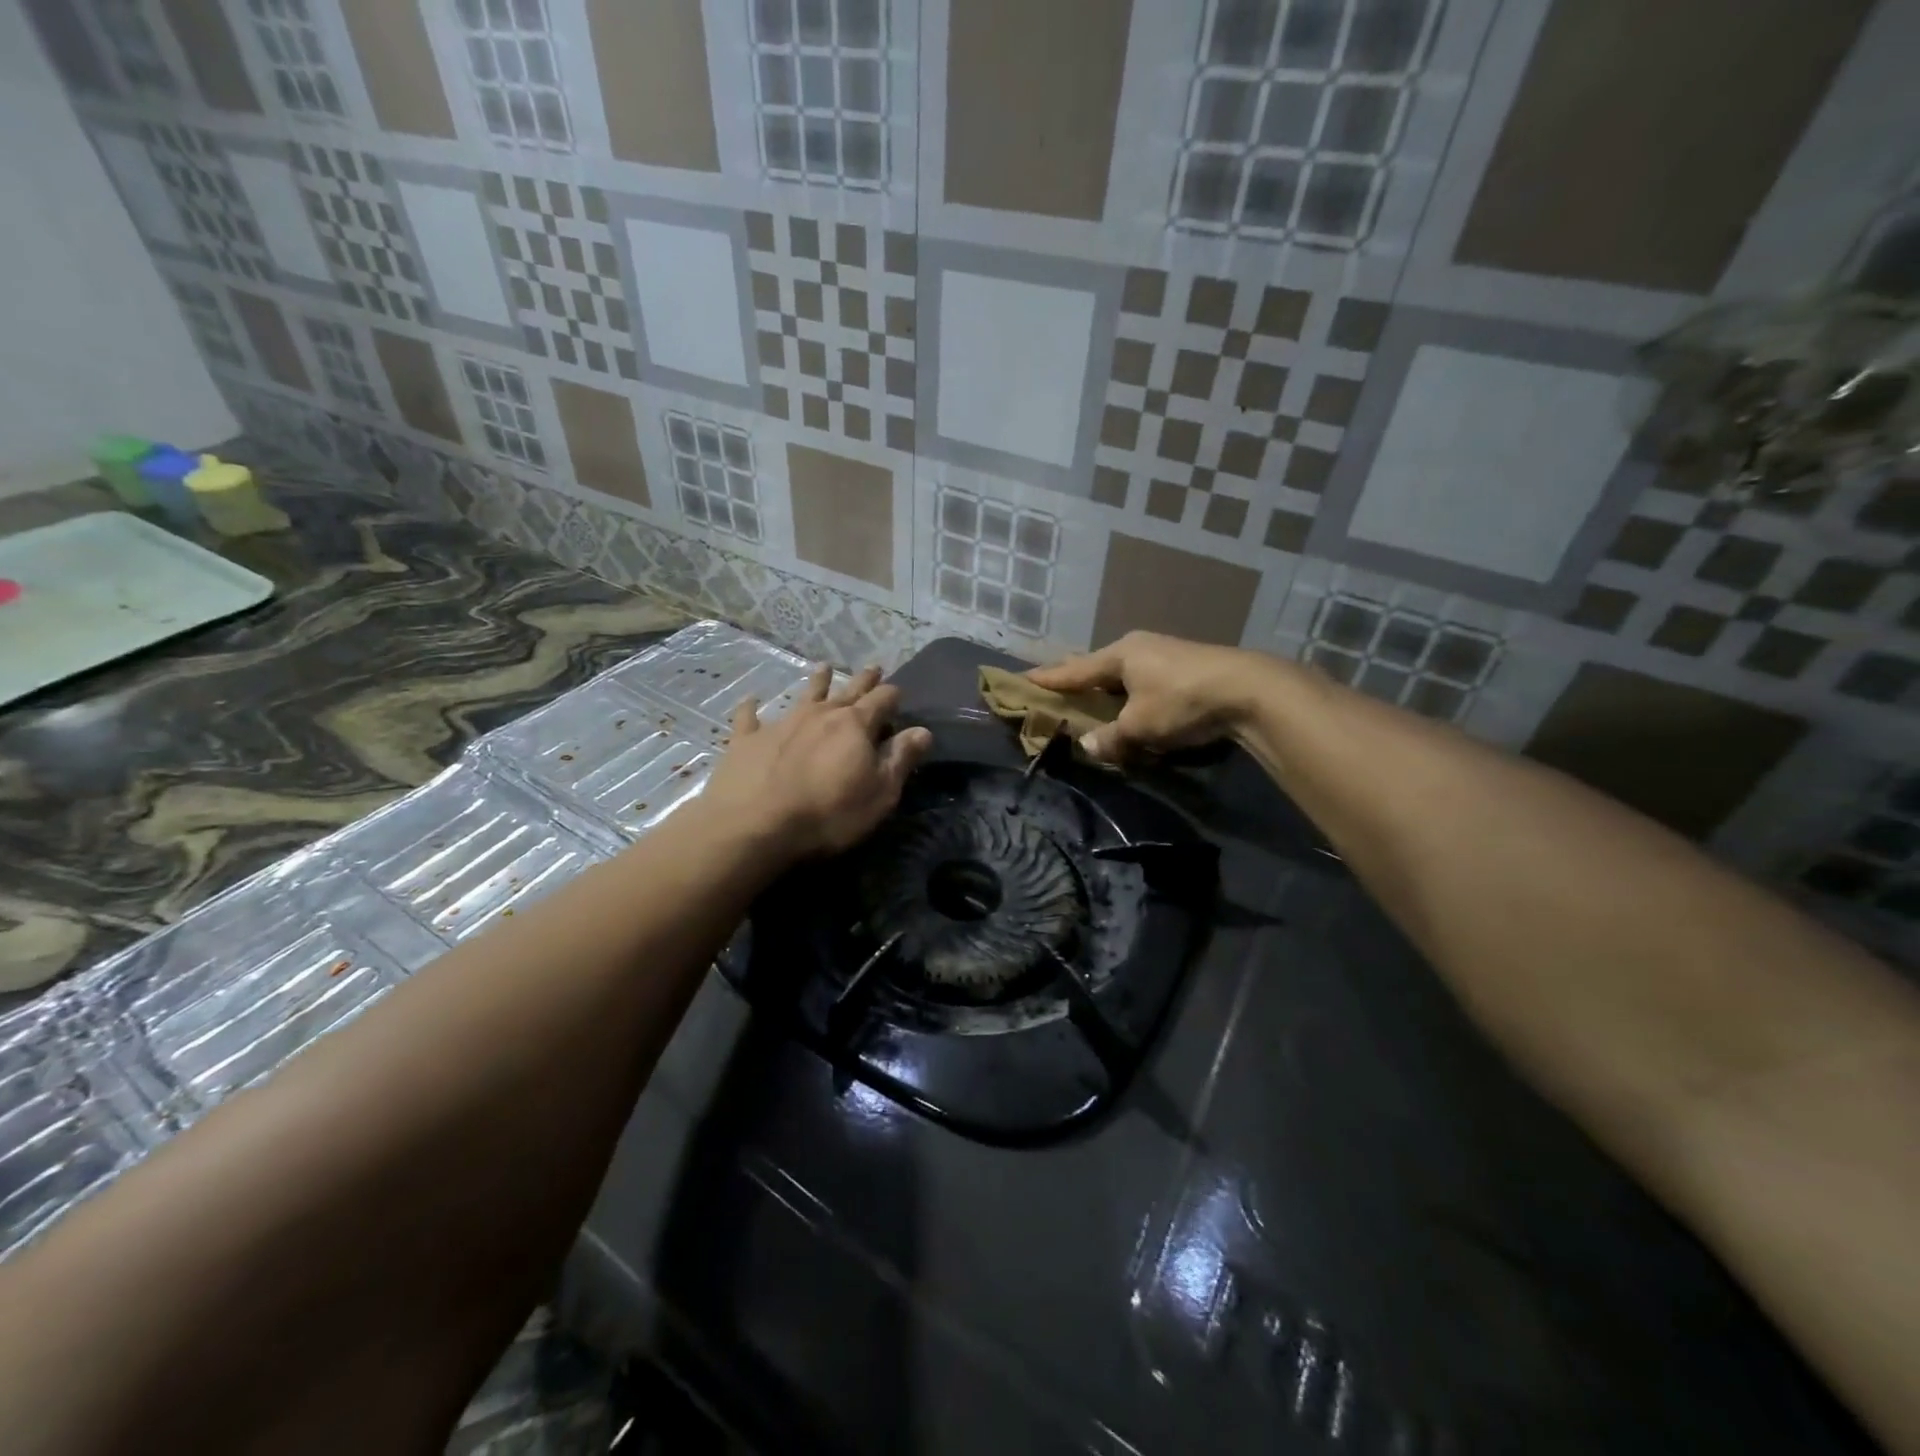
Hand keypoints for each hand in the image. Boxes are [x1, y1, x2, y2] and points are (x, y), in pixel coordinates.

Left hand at [703, 665, 932, 860]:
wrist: (755, 826)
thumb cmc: (828, 814)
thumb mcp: (879, 793)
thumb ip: (900, 759)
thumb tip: (923, 730)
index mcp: (855, 726)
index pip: (882, 700)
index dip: (892, 696)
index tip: (898, 693)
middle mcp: (820, 714)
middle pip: (847, 691)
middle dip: (863, 680)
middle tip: (873, 668)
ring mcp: (781, 723)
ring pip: (805, 694)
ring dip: (817, 681)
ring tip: (824, 668)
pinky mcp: (747, 740)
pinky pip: (750, 717)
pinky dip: (752, 708)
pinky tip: (750, 700)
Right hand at [1026, 632, 1263, 764]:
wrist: (1249, 690)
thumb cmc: (1182, 701)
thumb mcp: (1139, 726)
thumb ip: (1110, 737)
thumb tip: (1086, 746)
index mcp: (1120, 654)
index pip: (1074, 670)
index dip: (1048, 679)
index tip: (1022, 680)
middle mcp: (1139, 648)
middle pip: (1098, 667)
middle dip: (1078, 680)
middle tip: (1055, 688)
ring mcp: (1165, 655)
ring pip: (1124, 675)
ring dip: (1108, 691)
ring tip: (1093, 702)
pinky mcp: (1186, 669)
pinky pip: (1145, 683)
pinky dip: (1132, 697)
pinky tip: (1133, 709)